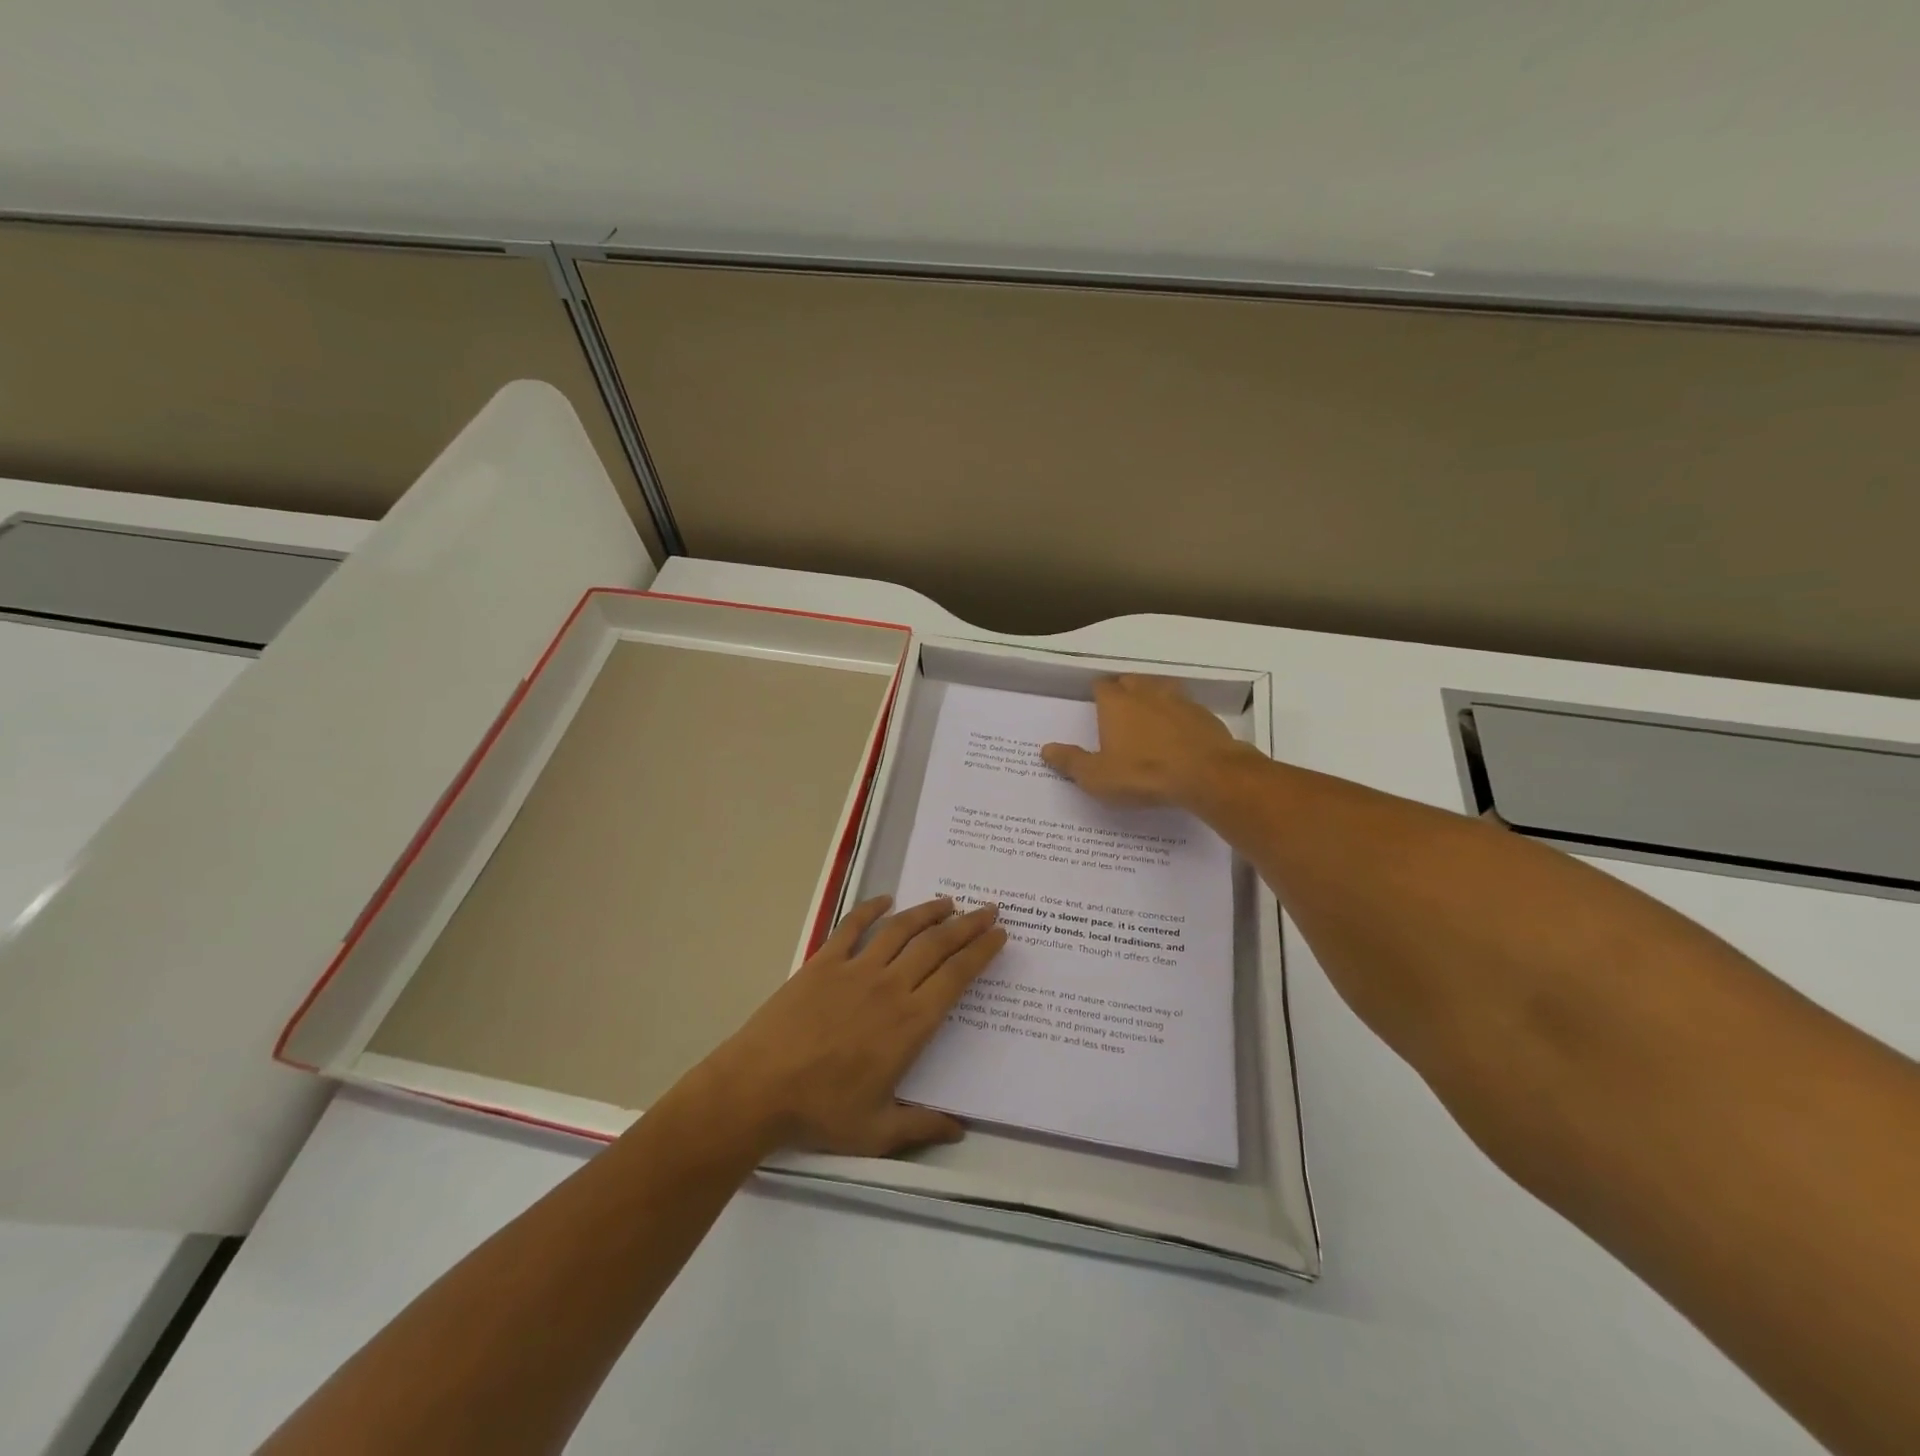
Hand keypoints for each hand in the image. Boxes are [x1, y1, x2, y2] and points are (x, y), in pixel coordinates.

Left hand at [697, 896, 1005, 1156]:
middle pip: (937, 945)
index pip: (957, 977)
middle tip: (988, 909)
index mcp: (911, 1023)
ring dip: (928, 911)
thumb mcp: (876, 1131)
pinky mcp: (823, 962)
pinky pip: (852, 926)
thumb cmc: (820, 1111)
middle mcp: (890, 986)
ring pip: (901, 929)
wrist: (758, 1087)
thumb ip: (921, 1126)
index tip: (999, 934)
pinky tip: (885, 899)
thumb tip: (960, 1130)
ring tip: (948, 902)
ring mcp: (855, 969)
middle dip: (967, 925)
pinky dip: (871, 909)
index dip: (982, 952)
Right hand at [1040, 674, 1244, 808]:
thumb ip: (1071, 762)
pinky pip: (1185, 707)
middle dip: (1123, 690)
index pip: (1101, 686)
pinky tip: (1178, 733)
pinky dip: (1178, 715)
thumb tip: (1045, 750)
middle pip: (1130, 681)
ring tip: (1149, 717)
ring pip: (1160, 689)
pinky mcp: (1204, 715)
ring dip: (1153, 698)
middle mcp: (1146, 693)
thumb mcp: (1097, 777)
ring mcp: (1179, 700)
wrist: (1207, 774)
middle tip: (1119, 711)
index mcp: (1116, 704)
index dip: (1097, 695)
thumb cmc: (1143, 774)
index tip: (1095, 706)